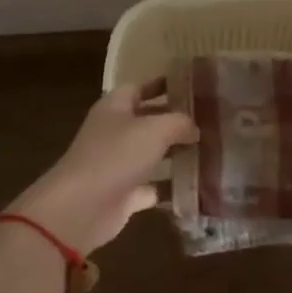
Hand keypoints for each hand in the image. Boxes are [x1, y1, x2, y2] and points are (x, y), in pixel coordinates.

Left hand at [9, 83, 197, 255]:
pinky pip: (152, 187)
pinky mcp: (123, 195)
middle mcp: (114, 133)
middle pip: (148, 121)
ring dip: (176, 153)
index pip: (140, 87)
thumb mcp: (155, 129)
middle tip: (210, 120)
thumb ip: (179, 122)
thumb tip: (194, 128)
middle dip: (175, 120)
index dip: (163, 83)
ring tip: (210, 150)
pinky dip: (170, 187)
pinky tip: (196, 185)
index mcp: (115, 107)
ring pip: (152, 154)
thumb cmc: (116, 156)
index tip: (192, 85)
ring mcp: (118, 165)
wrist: (81, 208)